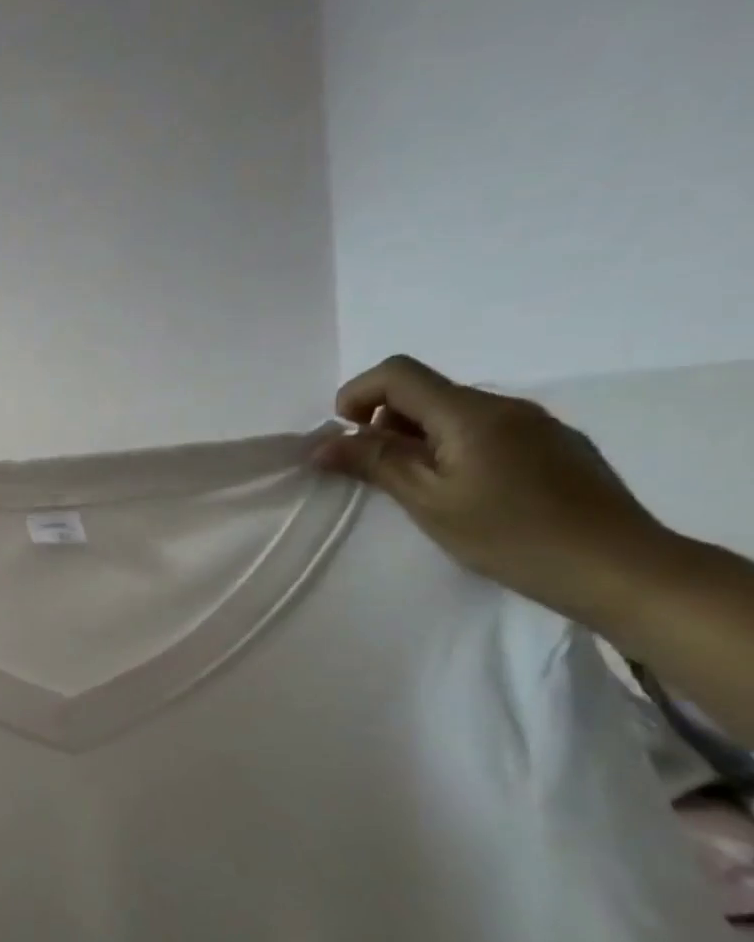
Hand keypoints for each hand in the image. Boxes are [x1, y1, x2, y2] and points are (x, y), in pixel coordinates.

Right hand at [314, 355, 670, 624]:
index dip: (356, 395)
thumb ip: (374, 463)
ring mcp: (536, 424)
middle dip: (384, 423)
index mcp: (470, 413)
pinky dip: (453, 449)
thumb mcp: (427, 500)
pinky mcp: (554, 446)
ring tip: (419, 488)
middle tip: (377, 473)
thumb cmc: (509, 534)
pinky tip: (465, 492)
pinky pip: (486, 431)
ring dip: (418, 438)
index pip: (397, 374)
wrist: (619, 567)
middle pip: (425, 392)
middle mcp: (505, 406)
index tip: (345, 437)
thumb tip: (322, 444)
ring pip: (454, 413)